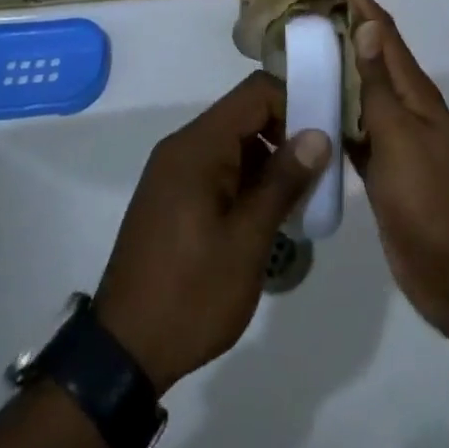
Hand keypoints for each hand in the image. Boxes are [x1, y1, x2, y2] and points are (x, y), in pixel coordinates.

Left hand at [94, 72, 330, 393]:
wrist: (123, 354)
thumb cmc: (191, 294)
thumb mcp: (247, 240)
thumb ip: (283, 181)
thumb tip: (318, 134)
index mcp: (198, 146)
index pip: (256, 93)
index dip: (295, 102)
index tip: (325, 135)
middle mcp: (183, 147)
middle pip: (245, 115)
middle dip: (286, 134)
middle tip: (320, 172)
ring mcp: (174, 172)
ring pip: (234, 143)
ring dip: (270, 161)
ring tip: (302, 199)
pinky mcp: (173, 197)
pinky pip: (218, 168)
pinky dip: (248, 180)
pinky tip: (269, 216)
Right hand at [324, 0, 448, 341]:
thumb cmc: (432, 201)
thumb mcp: (403, 139)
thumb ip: (381, 86)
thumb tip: (368, 26)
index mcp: (415, 92)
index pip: (382, 30)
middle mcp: (405, 107)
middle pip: (368, 55)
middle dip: (339, 25)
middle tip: (298, 8)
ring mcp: (394, 139)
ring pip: (358, 92)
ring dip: (332, 67)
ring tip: (294, 50)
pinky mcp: (382, 170)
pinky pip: (353, 129)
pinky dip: (332, 113)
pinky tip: (305, 111)